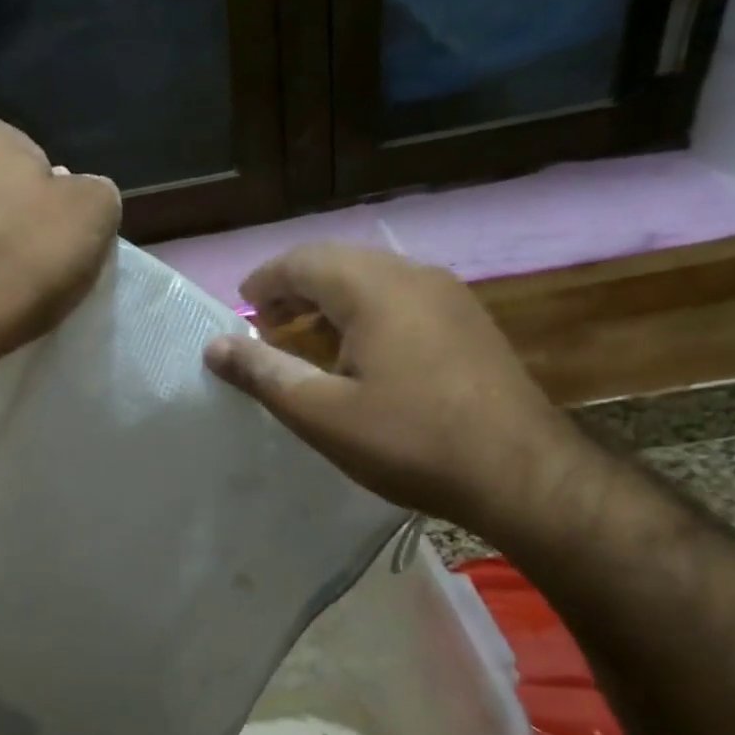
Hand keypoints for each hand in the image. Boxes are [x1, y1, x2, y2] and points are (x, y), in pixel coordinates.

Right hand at [203, 244, 589, 541]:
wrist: (520, 473)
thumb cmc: (409, 441)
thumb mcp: (322, 414)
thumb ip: (263, 374)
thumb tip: (214, 346)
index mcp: (374, 288)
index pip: (303, 261)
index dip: (265, 280)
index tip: (241, 307)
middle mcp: (414, 276)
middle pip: (339, 263)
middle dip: (295, 289)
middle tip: (265, 325)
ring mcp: (449, 297)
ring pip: (373, 281)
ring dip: (330, 302)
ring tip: (303, 340)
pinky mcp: (469, 323)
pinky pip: (402, 300)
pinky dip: (365, 314)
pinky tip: (358, 355)